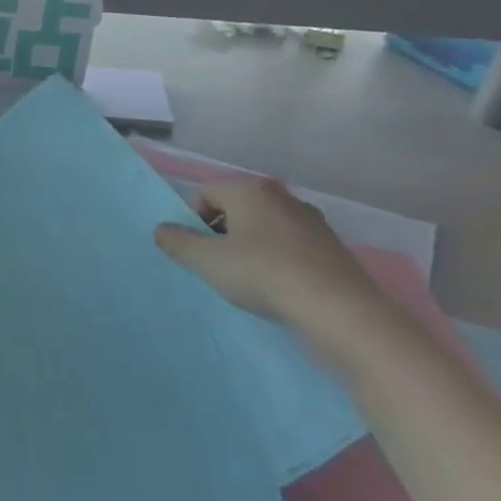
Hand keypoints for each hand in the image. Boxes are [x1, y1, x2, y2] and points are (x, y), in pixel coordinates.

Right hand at [154, 178, 397, 368]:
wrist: (339, 311)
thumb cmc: (263, 274)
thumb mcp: (206, 260)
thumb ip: (178, 242)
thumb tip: (162, 229)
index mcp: (251, 189)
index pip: (206, 194)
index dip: (193, 221)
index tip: (196, 251)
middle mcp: (283, 197)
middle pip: (236, 209)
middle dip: (221, 234)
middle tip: (216, 266)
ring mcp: (312, 222)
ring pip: (263, 229)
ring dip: (248, 249)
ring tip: (246, 280)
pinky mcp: (331, 249)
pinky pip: (289, 248)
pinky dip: (276, 262)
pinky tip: (276, 288)